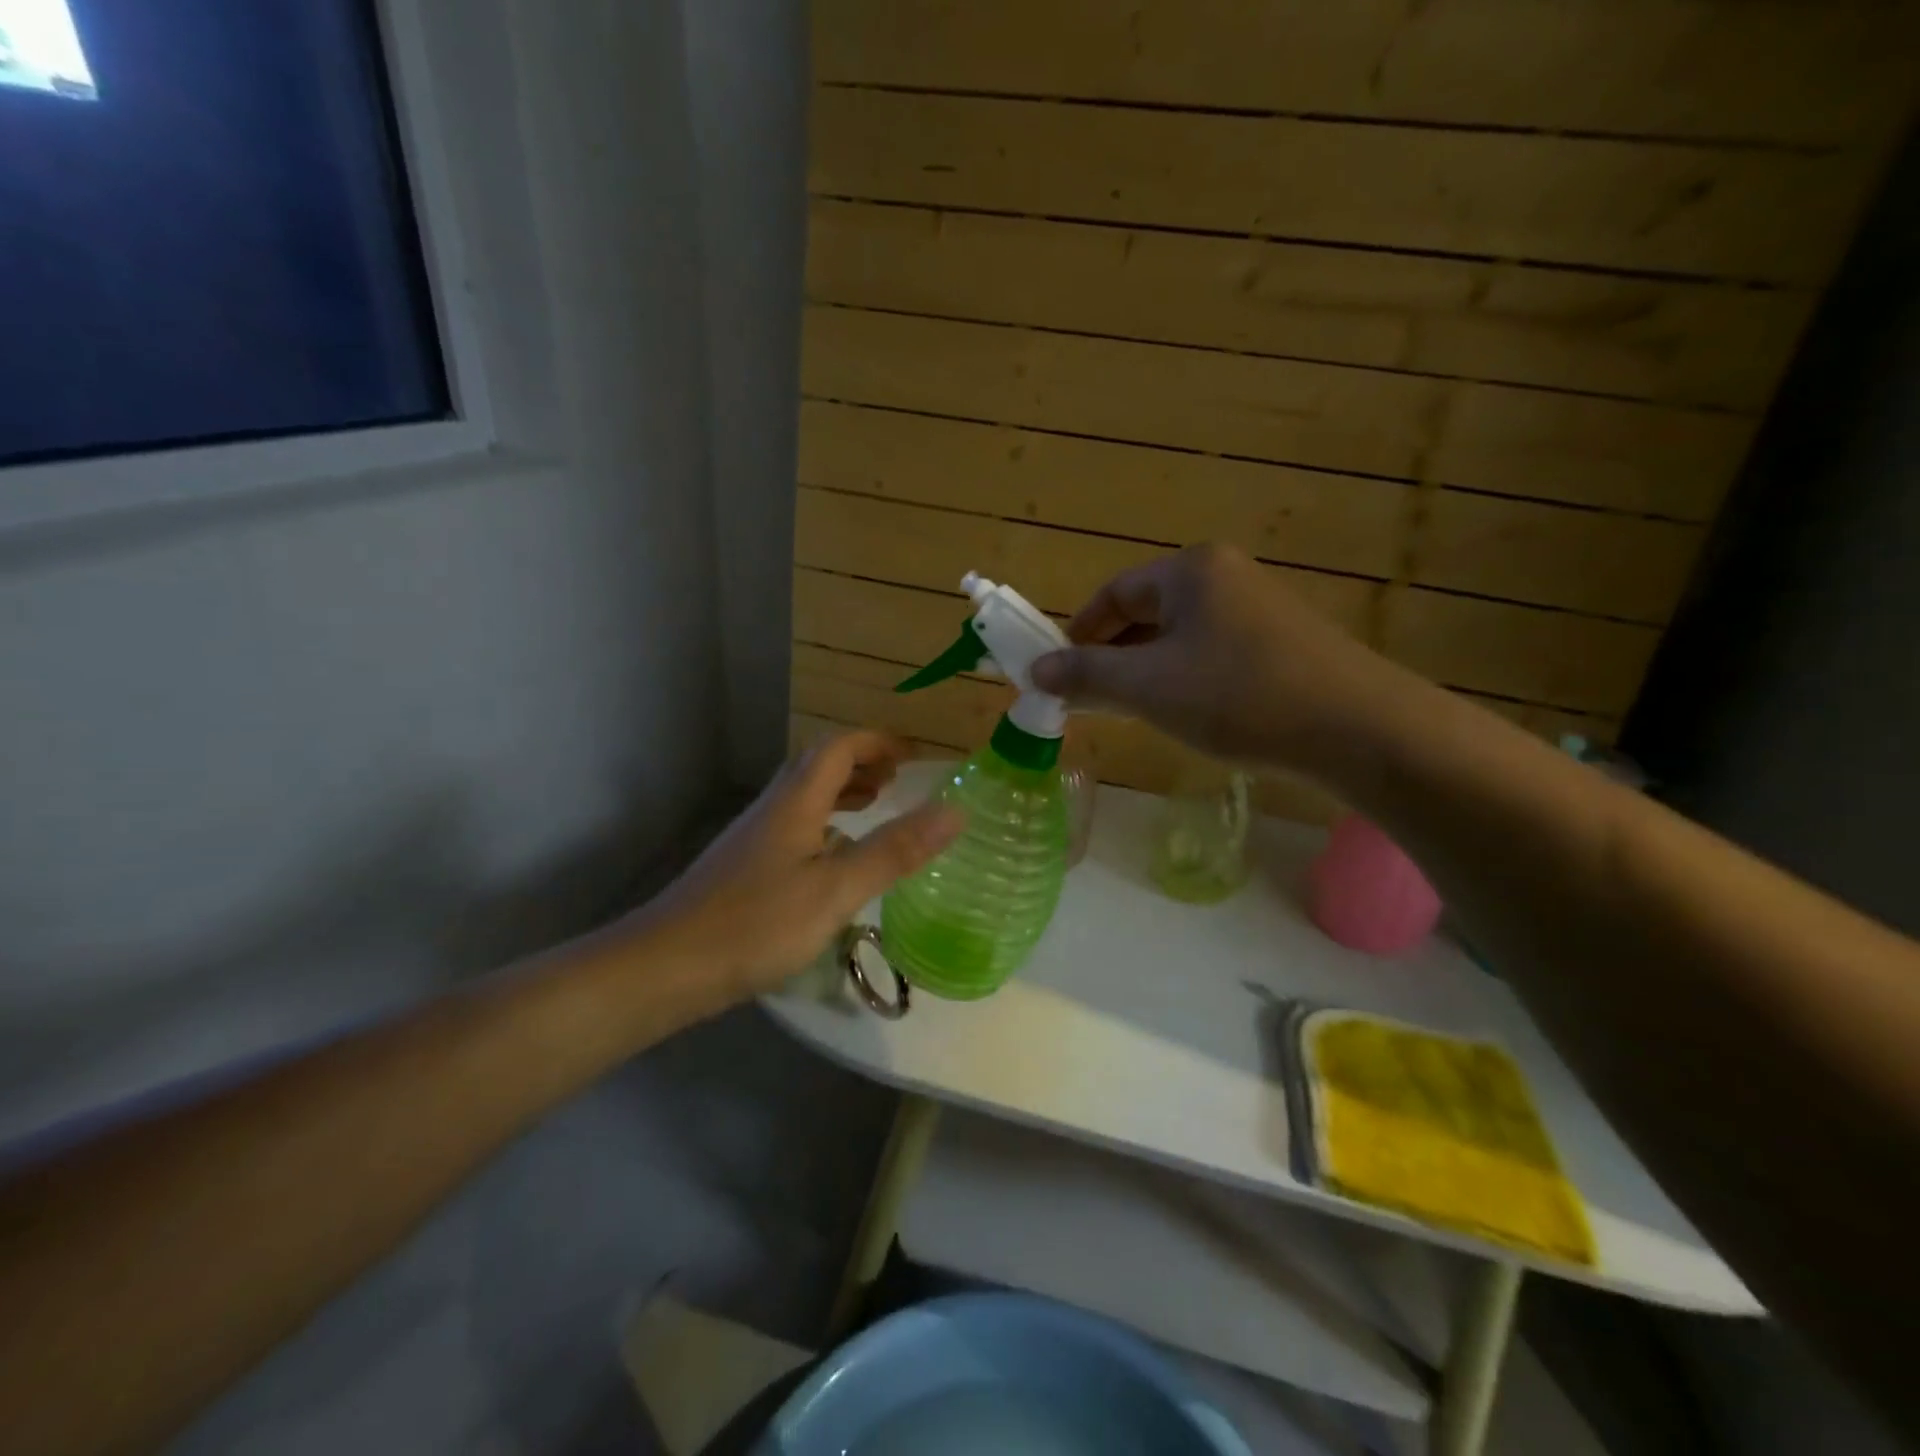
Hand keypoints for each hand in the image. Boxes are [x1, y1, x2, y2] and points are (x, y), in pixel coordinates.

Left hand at [644, 731, 963, 1003]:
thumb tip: (954, 811)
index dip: (877, 743)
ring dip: (842, 791)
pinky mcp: (744, 867)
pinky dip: (825, 823)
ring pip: (804, 796)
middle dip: (861, 763)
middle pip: (818, 765)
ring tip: (875, 807)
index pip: (839, 747)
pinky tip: (833, 858)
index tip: (914, 754)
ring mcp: (754, 837)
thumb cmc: (756, 924)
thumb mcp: (836, 889)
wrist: (666, 967)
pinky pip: (794, 825)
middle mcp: (773, 808)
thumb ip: (894, 850)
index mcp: (796, 801)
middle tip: (898, 780)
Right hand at [1031, 544, 1404, 774]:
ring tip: (1131, 714)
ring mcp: (1258, 608)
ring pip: (1178, 638)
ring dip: (1145, 673)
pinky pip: (1211, 653)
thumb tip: (1036, 670)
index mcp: (1190, 570)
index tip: (1058, 676)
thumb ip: (1086, 675)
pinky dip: (1183, 680)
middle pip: (1145, 613)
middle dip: (1111, 658)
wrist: (1357, 728)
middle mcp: (1224, 575)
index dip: (1077, 635)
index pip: (1112, 594)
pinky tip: (1186, 715)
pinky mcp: (1280, 642)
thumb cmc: (1238, 696)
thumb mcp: (1148, 687)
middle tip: (1090, 701)